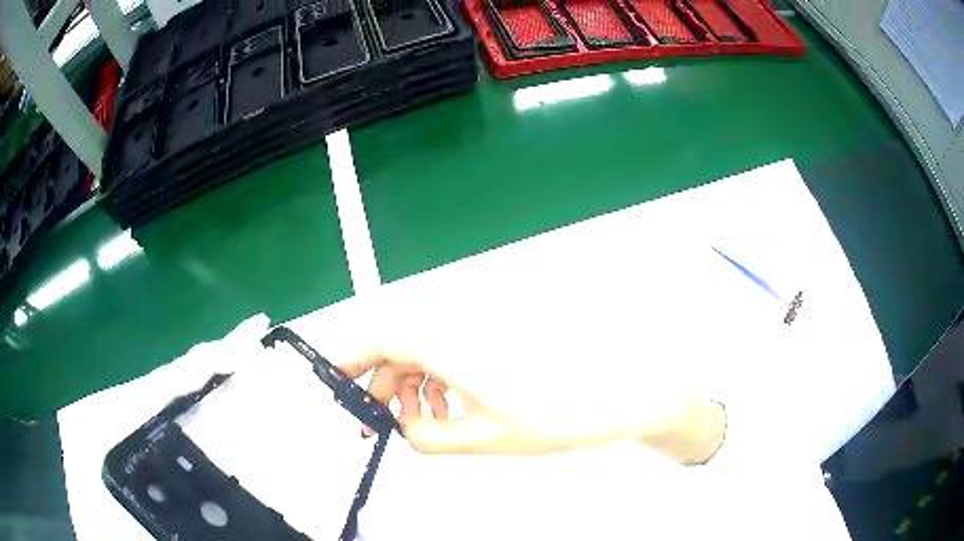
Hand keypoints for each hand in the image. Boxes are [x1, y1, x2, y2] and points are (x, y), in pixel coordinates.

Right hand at [338, 349, 642, 453]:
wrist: (617, 394)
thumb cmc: (560, 414)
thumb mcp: (483, 437)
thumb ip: (429, 436)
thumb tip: (401, 427)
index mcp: (454, 345)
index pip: (384, 336)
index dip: (353, 355)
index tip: (335, 377)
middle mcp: (463, 325)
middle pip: (400, 343)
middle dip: (384, 382)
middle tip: (382, 419)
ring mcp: (480, 329)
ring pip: (423, 347)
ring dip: (411, 382)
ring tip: (425, 420)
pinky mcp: (494, 336)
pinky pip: (447, 349)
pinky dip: (437, 377)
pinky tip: (450, 407)